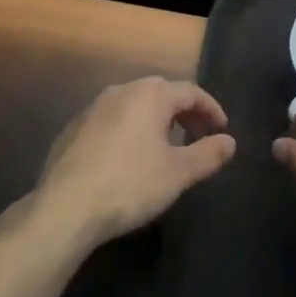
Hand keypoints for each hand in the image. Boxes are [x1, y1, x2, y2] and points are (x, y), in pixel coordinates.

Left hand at [34, 78, 236, 251]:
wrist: (65, 206)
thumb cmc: (130, 185)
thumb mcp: (177, 173)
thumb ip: (208, 154)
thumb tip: (230, 141)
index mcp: (150, 94)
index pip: (190, 92)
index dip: (211, 109)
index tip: (222, 130)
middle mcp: (122, 90)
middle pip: (161, 93)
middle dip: (184, 112)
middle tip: (199, 136)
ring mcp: (94, 106)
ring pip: (135, 105)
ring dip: (156, 120)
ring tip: (167, 147)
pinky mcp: (75, 127)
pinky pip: (113, 119)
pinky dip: (130, 130)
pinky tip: (130, 157)